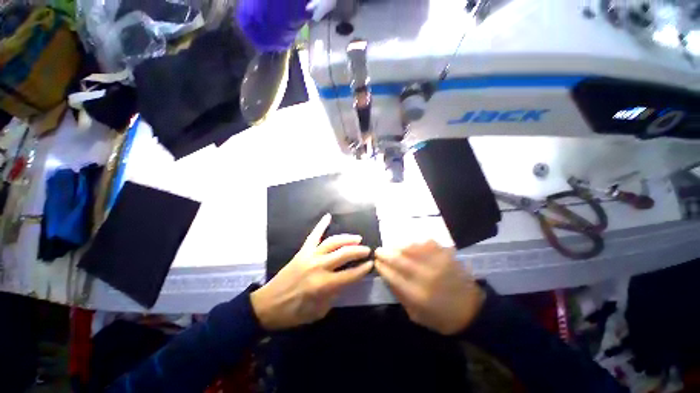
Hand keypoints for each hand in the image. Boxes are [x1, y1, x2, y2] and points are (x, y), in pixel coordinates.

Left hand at [251, 214, 372, 330]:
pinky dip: (321, 225)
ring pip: (332, 242)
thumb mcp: (319, 312)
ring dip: (347, 239)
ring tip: (357, 238)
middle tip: (367, 250)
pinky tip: (328, 216)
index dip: (363, 269)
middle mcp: (319, 267)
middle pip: (344, 254)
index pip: (350, 274)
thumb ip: (334, 295)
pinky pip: (313, 235)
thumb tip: (345, 281)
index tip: (371, 264)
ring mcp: (310, 256)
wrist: (267, 305)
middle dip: (359, 251)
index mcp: (324, 285)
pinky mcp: (302, 251)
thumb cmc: (294, 313)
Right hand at [374, 240, 484, 334]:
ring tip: (392, 246)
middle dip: (385, 253)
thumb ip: (399, 295)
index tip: (376, 262)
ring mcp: (438, 264)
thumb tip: (386, 275)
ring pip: (411, 248)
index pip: (392, 275)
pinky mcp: (447, 255)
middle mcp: (426, 277)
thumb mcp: (416, 314)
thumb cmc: (441, 317)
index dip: (381, 266)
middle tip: (378, 250)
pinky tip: (411, 245)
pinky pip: (427, 243)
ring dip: (398, 246)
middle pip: (399, 260)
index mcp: (417, 295)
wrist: (473, 311)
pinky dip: (416, 242)